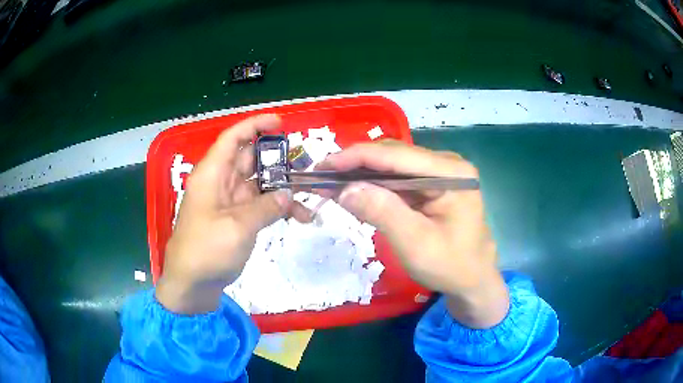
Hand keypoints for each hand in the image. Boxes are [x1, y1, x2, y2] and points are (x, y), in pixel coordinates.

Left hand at [156, 115, 310, 313]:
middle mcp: (221, 183)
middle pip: (250, 159)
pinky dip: (278, 208)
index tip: (281, 123)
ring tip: (309, 194)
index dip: (255, 126)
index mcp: (212, 174)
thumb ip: (266, 207)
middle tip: (306, 164)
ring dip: (282, 187)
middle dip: (277, 159)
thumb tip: (288, 194)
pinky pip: (261, 205)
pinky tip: (300, 217)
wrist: (192, 285)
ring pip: (259, 183)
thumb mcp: (238, 227)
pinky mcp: (237, 220)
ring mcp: (230, 203)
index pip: (233, 139)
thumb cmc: (206, 250)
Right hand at [318, 140, 508, 328]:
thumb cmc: (450, 266)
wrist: (472, 279)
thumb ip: (383, 212)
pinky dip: (374, 185)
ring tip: (331, 185)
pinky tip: (356, 193)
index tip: (322, 166)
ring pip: (392, 165)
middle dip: (355, 165)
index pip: (396, 156)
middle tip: (321, 178)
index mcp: (451, 173)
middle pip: (393, 156)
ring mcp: (440, 172)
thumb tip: (345, 188)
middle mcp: (447, 164)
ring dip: (361, 175)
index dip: (356, 157)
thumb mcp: (415, 244)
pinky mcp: (432, 183)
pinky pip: (397, 178)